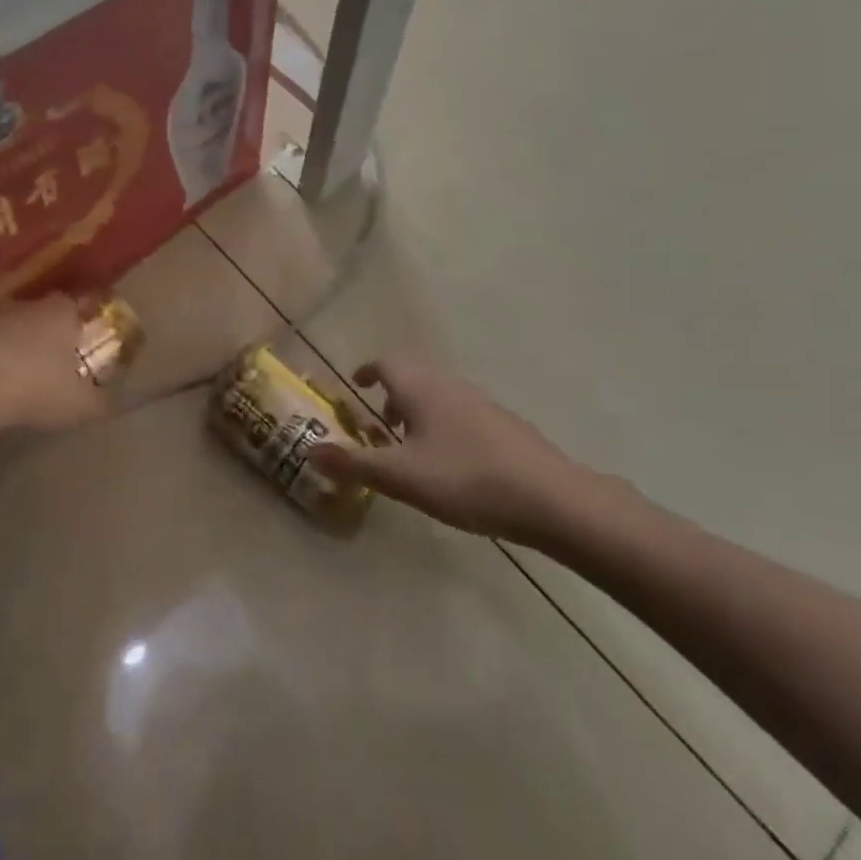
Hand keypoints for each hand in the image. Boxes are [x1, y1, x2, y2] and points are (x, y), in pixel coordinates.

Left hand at [0, 295, 109, 442]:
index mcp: (61, 315)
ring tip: (10, 375)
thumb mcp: (78, 405)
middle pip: (39, 314)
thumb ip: (98, 403)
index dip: (81, 320)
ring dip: (7, 346)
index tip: (84, 336)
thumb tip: (112, 405)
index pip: (77, 305)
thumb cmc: (35, 387)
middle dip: (43, 334)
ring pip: (4, 326)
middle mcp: (25, 307)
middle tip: (48, 360)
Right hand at [310, 353, 612, 547]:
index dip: (368, 370)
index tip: (356, 385)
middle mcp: (450, 386)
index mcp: (421, 389)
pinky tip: (452, 465)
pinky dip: (444, 426)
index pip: (387, 362)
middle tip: (380, 426)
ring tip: (412, 450)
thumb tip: (310, 450)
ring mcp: (482, 404)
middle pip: (414, 376)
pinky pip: (461, 413)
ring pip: (439, 396)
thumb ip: (355, 464)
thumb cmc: (466, 479)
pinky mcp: (504, 426)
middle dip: (392, 395)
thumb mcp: (401, 477)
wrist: (550, 497)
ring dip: (418, 412)